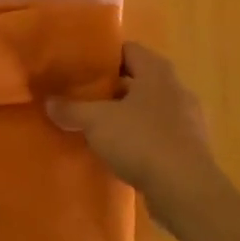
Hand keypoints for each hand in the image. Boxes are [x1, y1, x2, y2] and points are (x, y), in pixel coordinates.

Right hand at [48, 43, 223, 224]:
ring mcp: (188, 119)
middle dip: (112, 88)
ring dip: (127, 116)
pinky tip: (121, 153)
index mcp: (157, 71)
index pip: (128, 50)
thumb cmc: (142, 140)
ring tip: (98, 127)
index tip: (81, 67)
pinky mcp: (191, 149)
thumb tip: (48, 102)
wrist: (186, 190)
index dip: (104, 56)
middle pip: (139, 80)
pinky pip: (160, 135)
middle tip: (83, 97)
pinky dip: (141, 139)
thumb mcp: (97, 122)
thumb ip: (72, 109)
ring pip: (149, 109)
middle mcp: (176, 88)